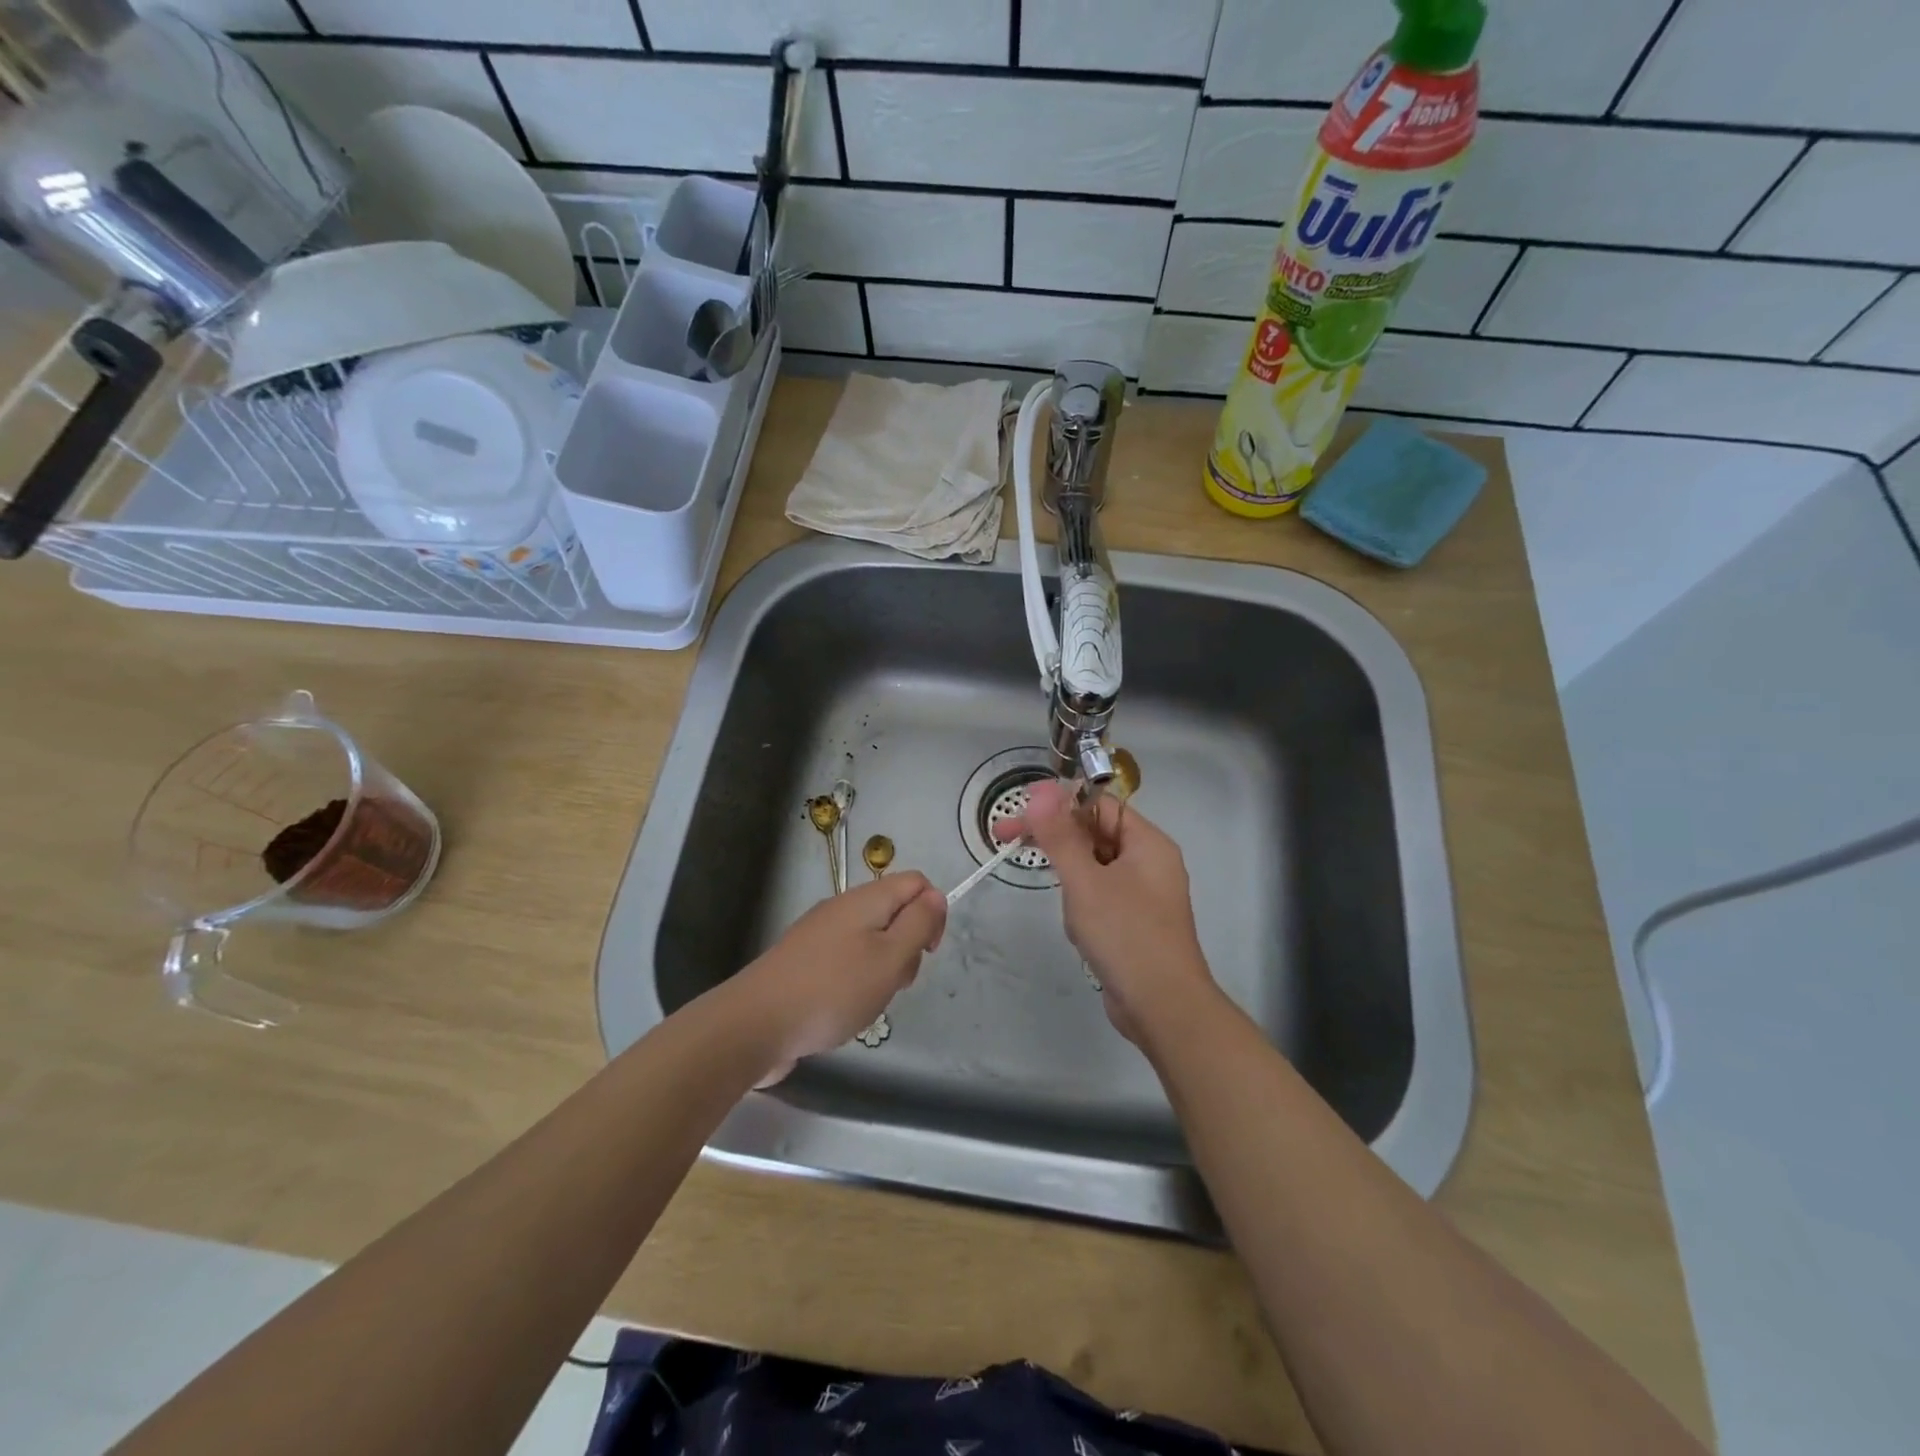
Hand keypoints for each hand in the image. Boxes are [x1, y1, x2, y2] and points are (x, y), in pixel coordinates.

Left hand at [730, 872, 947, 1084]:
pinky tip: (846, 1008)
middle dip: (908, 946)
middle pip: (894, 912)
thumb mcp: (890, 958)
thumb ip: (918, 924)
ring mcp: (820, 933)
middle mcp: (842, 908)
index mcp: (866, 900)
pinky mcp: (805, 960)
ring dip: (883, 968)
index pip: (915, 882)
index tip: (926, 951)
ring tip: (869, 1001)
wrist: (756, 1024)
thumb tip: (936, 896)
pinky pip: (847, 959)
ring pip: (872, 939)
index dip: (932, 912)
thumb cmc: (833, 990)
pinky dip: (857, 980)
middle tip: (895, 982)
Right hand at [999, 779, 1215, 1044]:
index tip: (1019, 808)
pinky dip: (1082, 903)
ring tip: (1070, 912)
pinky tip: (1079, 929)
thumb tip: (1041, 791)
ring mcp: (1143, 894)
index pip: (1099, 805)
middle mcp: (1149, 862)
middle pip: (1093, 833)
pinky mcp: (1133, 922)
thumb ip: (1060, 836)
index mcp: (1148, 843)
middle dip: (1055, 839)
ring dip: (1071, 879)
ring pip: (1093, 867)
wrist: (1163, 1008)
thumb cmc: (1126, 935)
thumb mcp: (1085, 881)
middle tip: (1005, 838)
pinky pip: (1100, 896)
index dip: (1059, 801)